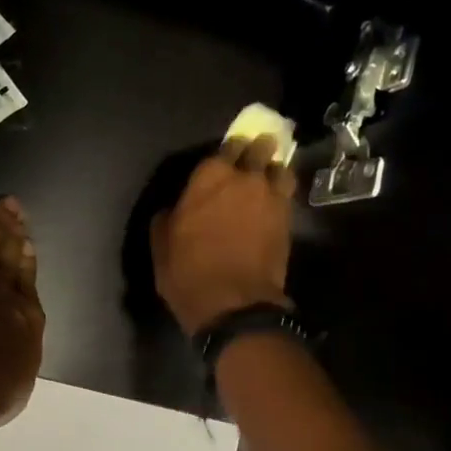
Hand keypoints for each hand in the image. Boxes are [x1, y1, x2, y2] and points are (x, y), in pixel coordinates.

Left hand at [0, 191, 44, 436]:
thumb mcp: (16, 387)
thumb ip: (16, 362)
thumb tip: (14, 355)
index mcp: (25, 320)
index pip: (28, 285)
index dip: (28, 264)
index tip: (28, 246)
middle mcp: (1, 293)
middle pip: (10, 258)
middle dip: (15, 233)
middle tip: (18, 210)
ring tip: (4, 204)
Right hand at [151, 136, 295, 335]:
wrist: (233, 303)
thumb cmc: (188, 272)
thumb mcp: (161, 245)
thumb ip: (168, 217)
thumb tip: (174, 209)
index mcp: (209, 177)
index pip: (225, 147)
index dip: (228, 151)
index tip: (225, 158)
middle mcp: (244, 178)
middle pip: (259, 149)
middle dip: (256, 149)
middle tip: (253, 155)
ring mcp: (271, 197)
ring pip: (280, 168)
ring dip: (273, 169)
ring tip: (268, 177)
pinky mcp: (289, 219)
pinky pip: (287, 194)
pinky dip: (282, 193)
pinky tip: (274, 201)